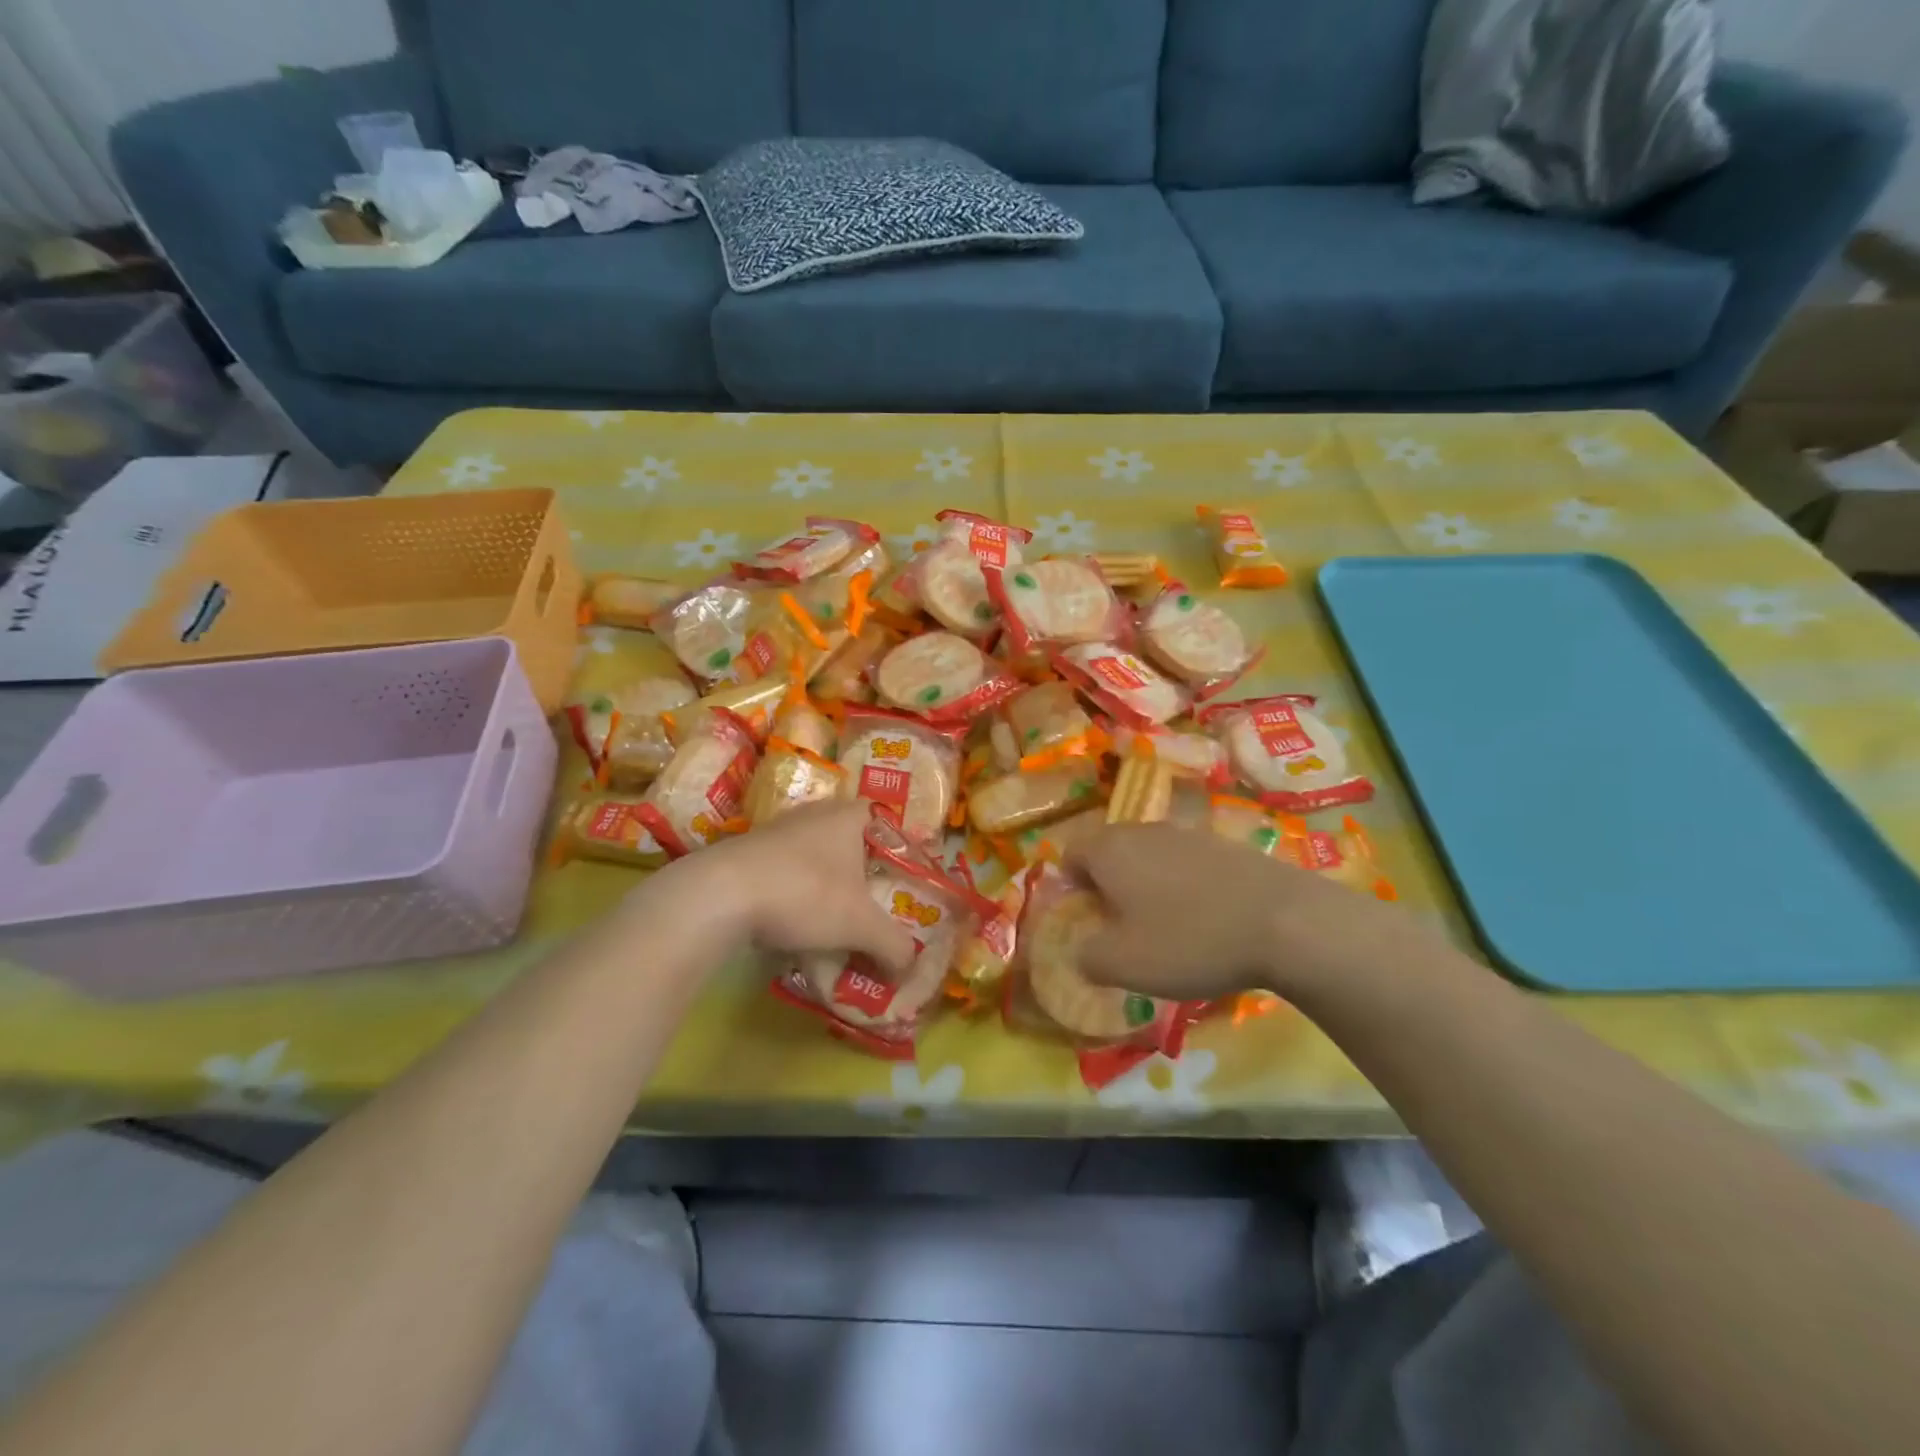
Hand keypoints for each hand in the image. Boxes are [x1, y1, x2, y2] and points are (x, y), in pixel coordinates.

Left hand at [644, 802, 916, 972]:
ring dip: (825, 886)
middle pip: (850, 842)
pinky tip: (792, 924)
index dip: (897, 849)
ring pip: (815, 857)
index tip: (902, 882)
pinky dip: (793, 894)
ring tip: (834, 922)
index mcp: (849, 816)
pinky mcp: (747, 852)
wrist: (720, 894)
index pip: (884, 821)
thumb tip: (910, 967)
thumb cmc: (806, 893)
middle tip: (872, 907)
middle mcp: (815, 813)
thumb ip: (893, 945)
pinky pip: (784, 871)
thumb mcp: (861, 925)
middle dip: (861, 875)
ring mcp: (777, 830)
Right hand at [1066, 824, 1439, 1002]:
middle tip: (1121, 927)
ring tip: (1165, 927)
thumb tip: (1080, 952)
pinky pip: (1187, 863)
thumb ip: (1087, 956)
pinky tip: (1205, 920)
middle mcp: (1143, 831)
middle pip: (1111, 851)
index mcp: (1110, 850)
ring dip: (1147, 885)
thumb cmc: (1189, 940)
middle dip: (1108, 885)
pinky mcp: (1226, 846)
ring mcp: (1188, 834)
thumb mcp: (1123, 964)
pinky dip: (1184, 886)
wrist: (1286, 922)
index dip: (1071, 887)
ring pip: (1150, 856)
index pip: (1071, 854)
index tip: (1086, 920)